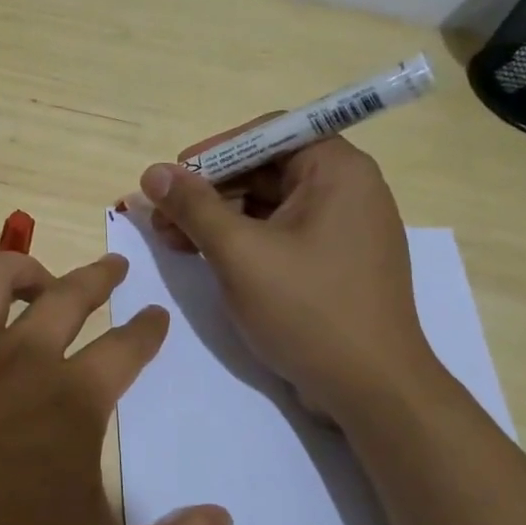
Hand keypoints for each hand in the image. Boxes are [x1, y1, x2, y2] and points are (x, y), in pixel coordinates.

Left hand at [0, 250, 232, 524]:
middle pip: (67, 296)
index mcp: (71, 399)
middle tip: (113, 267)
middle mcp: (17, 358)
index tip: (156, 315)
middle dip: (98, 276)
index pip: (126, 348)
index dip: (148, 330)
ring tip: (37, 279)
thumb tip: (222, 523)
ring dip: (22, 268)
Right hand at [140, 134, 440, 422]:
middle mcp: (346, 190)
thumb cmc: (308, 310)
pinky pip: (279, 235)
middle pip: (264, 170)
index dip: (215, 151)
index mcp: (337, 171)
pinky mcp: (333, 263)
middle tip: (162, 216)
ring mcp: (342, 229)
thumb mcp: (239, 253)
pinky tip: (203, 257)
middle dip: (208, 191)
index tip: (174, 176)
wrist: (372, 391)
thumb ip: (194, 207)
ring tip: (171, 240)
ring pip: (267, 205)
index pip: (268, 133)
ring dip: (217, 219)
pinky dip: (241, 242)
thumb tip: (153, 172)